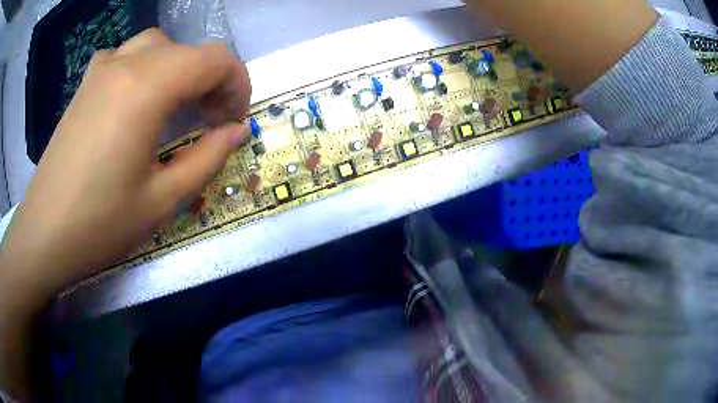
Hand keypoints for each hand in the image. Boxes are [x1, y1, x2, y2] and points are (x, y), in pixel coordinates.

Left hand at [2, 28, 250, 287]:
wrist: (44, 233)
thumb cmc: (99, 224)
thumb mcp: (161, 201)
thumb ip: (206, 159)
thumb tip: (235, 132)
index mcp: (146, 88)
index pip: (214, 59)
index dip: (236, 84)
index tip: (233, 121)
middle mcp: (126, 64)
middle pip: (188, 49)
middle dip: (210, 79)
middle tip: (208, 120)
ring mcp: (101, 70)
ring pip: (157, 45)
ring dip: (178, 68)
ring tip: (174, 104)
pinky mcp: (85, 84)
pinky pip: (124, 55)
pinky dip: (142, 66)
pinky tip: (134, 96)